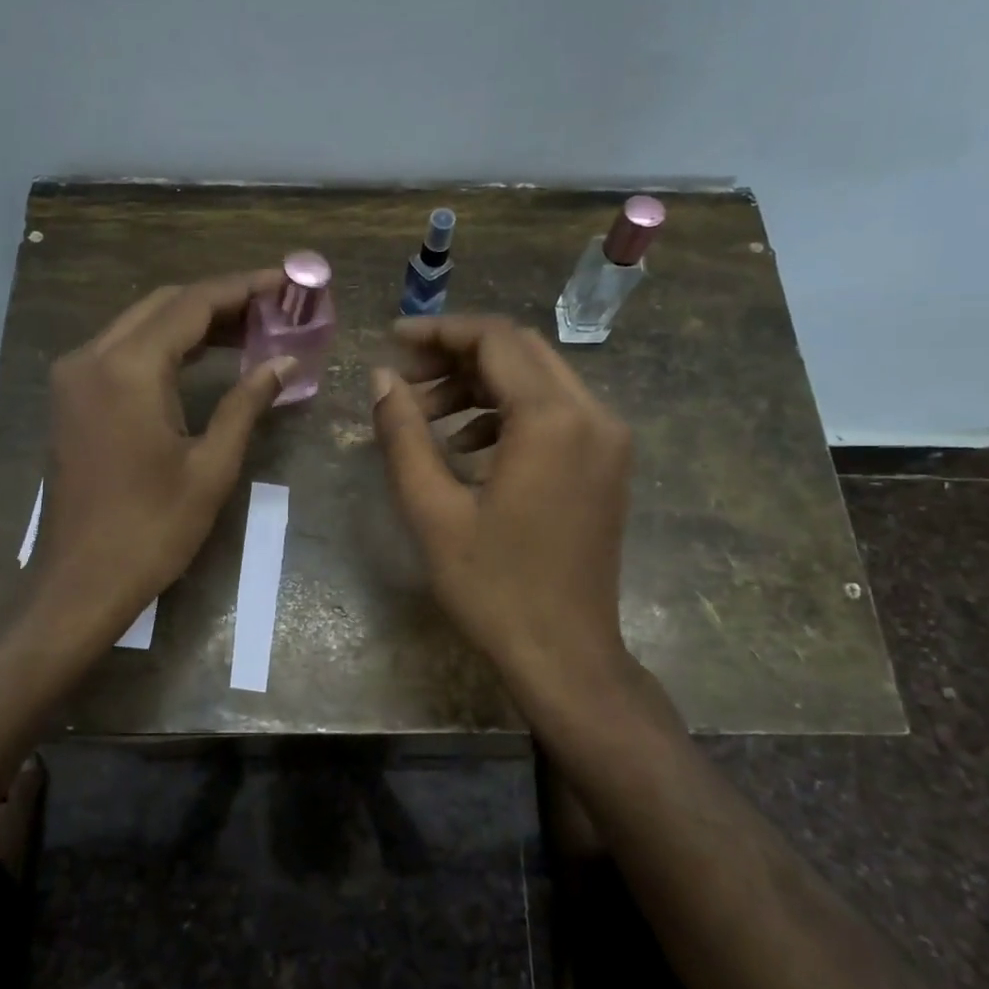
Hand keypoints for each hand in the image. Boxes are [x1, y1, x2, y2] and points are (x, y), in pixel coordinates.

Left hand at [31, 271, 294, 646]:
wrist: (80, 582)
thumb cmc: (152, 530)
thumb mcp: (211, 466)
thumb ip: (247, 403)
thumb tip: (286, 361)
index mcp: (128, 369)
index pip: (193, 304)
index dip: (243, 288)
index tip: (286, 282)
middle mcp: (92, 357)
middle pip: (164, 305)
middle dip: (221, 300)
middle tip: (275, 308)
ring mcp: (74, 377)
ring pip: (141, 324)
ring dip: (193, 321)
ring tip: (252, 329)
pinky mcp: (72, 398)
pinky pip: (123, 350)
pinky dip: (166, 345)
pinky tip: (205, 357)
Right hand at [370, 315, 632, 688]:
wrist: (566, 656)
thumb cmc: (494, 587)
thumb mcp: (432, 509)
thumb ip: (403, 433)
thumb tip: (381, 378)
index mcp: (553, 420)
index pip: (495, 339)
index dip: (439, 332)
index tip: (391, 341)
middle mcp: (593, 415)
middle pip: (520, 351)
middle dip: (457, 356)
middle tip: (404, 381)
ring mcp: (608, 440)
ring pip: (538, 380)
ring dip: (480, 385)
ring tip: (427, 416)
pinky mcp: (608, 464)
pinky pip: (555, 413)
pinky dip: (508, 413)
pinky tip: (467, 448)